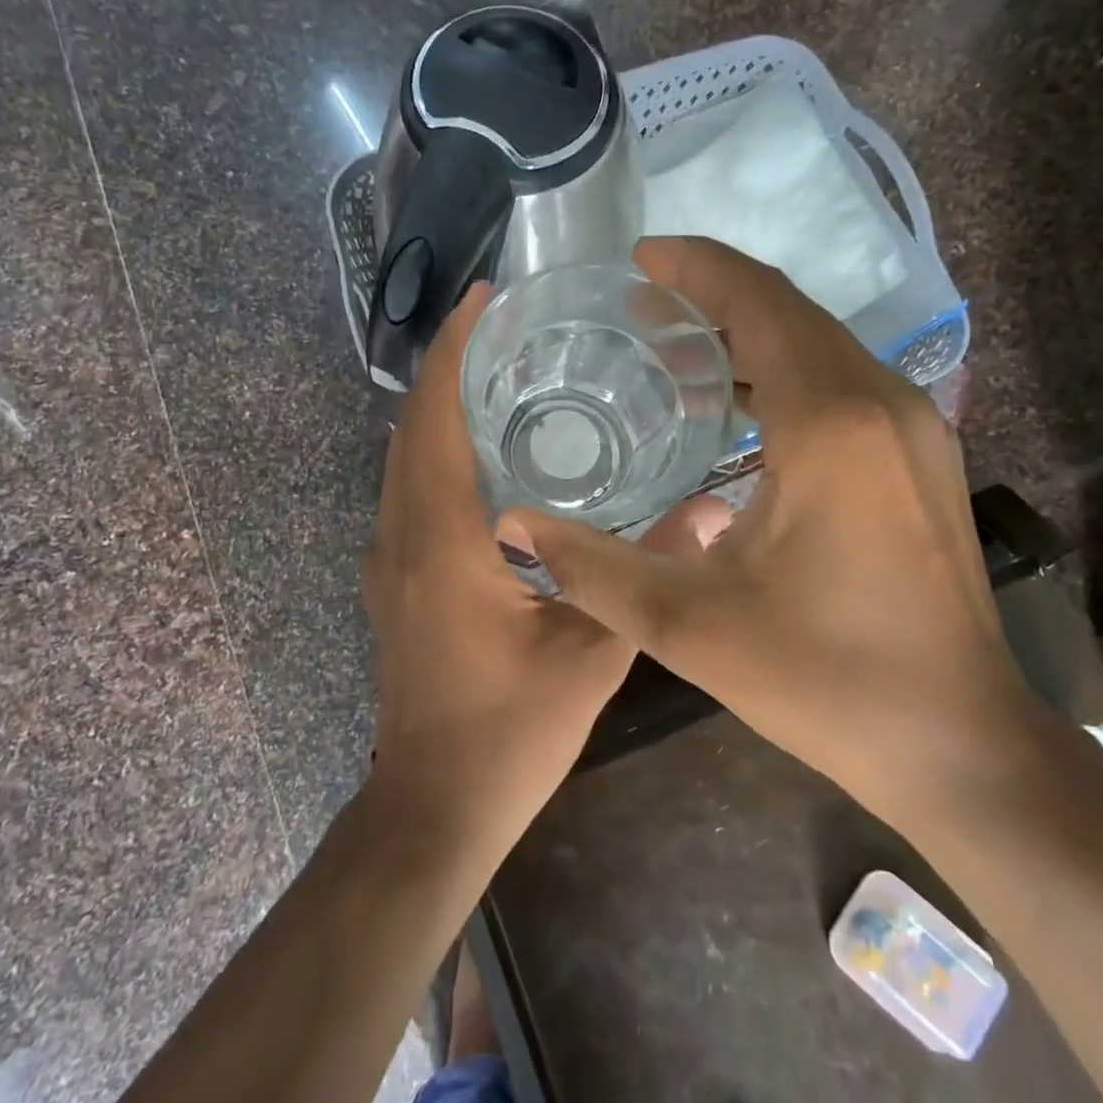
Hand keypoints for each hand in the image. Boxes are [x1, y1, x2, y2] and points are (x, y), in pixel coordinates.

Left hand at [362, 283, 716, 856]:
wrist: (434, 805)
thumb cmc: (510, 731)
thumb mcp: (593, 654)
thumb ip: (648, 574)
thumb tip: (713, 509)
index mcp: (443, 540)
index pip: (434, 417)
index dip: (452, 349)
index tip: (483, 298)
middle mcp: (403, 535)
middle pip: (412, 425)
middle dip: (449, 364)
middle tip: (504, 324)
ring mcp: (390, 558)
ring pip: (405, 457)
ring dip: (441, 405)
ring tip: (500, 371)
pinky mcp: (395, 578)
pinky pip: (410, 489)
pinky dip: (438, 447)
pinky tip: (489, 450)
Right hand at [508, 238, 1039, 824]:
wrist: (959, 741)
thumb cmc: (827, 679)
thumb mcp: (692, 627)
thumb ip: (593, 569)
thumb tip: (513, 526)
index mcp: (831, 422)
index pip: (759, 302)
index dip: (697, 268)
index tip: (640, 259)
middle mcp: (883, 402)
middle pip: (791, 311)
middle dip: (714, 296)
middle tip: (640, 310)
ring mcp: (916, 427)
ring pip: (823, 344)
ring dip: (751, 335)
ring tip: (677, 355)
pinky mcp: (923, 456)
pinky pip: (846, 380)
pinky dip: (787, 371)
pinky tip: (742, 411)